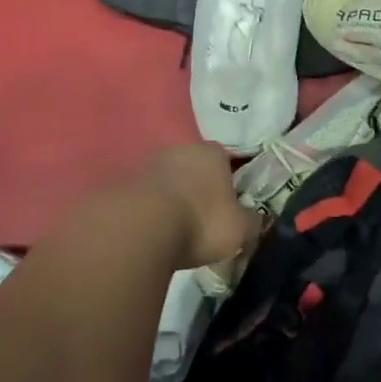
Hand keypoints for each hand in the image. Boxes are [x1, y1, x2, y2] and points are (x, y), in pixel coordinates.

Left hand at [138, 143, 258, 268]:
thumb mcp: (240, 229)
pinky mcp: (124, 182)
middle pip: (195, 168)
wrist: (140, 228)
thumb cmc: (201, 222)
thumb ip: (252, 221)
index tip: (229, 207)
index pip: (226, 161)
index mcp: (212, 152)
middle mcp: (180, 149)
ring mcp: (149, 163)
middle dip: (199, 189)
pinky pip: (146, 196)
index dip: (229, 184)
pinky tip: (153, 232)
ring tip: (176, 230)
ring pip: (168, 180)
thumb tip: (256, 219)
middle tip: (203, 220)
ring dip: (172, 199)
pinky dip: (151, 210)